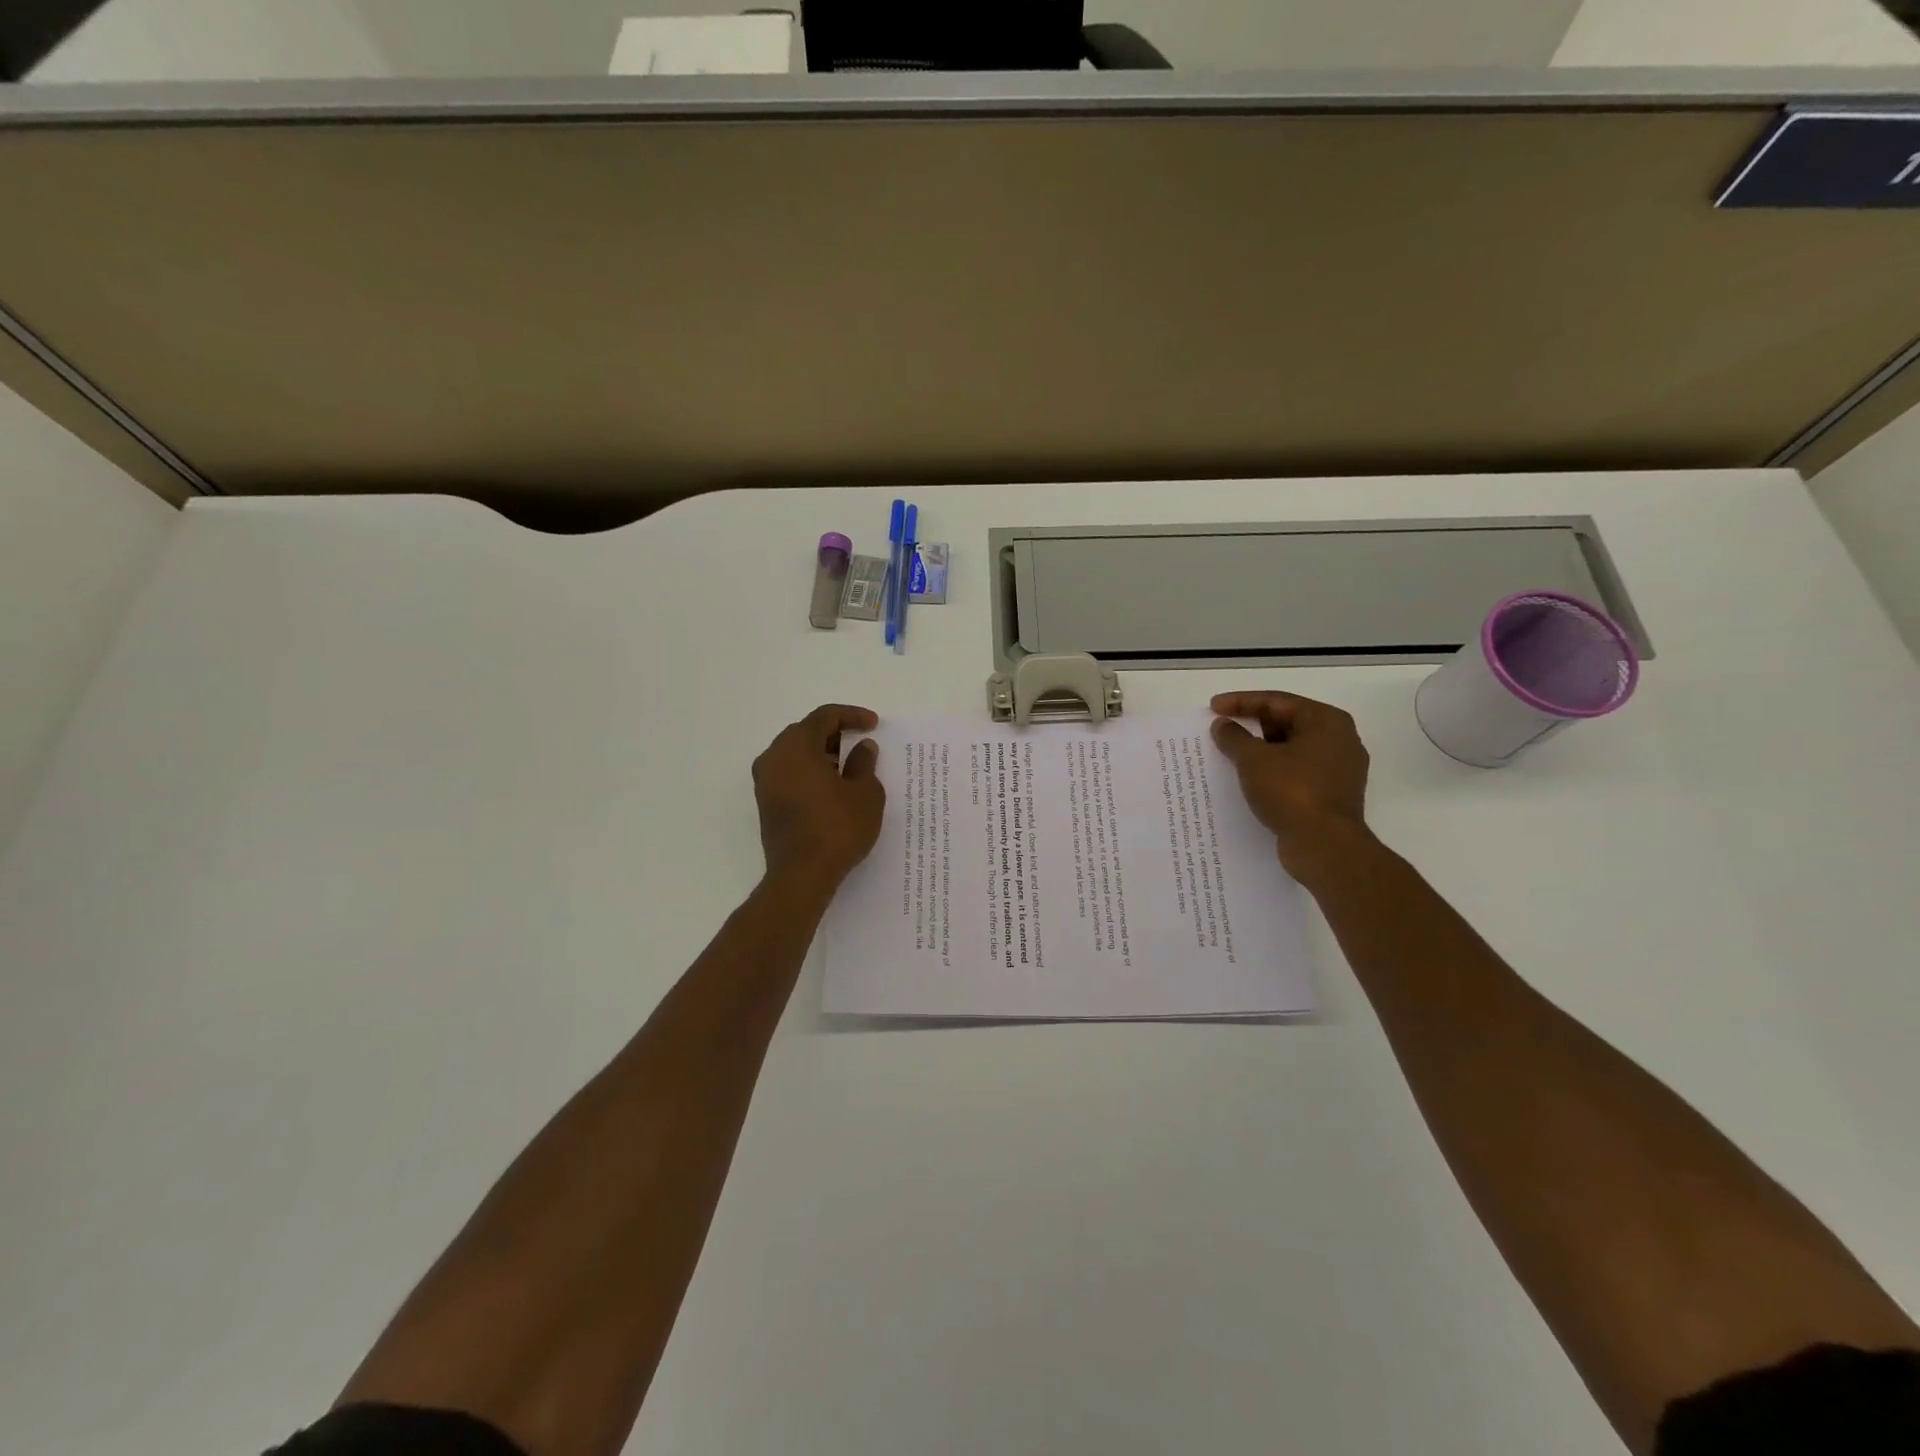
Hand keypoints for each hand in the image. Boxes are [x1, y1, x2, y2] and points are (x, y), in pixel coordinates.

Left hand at [752, 705, 885, 893]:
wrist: (801, 875)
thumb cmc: (837, 828)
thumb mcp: (864, 793)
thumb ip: (864, 763)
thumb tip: (862, 747)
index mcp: (796, 746)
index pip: (825, 717)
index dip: (852, 715)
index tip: (874, 724)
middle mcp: (774, 757)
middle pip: (805, 732)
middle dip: (834, 733)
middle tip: (859, 741)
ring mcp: (765, 781)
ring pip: (795, 753)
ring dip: (821, 753)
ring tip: (849, 766)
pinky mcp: (766, 803)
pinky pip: (789, 773)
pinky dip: (810, 771)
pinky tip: (832, 786)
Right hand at [1210, 692, 1371, 883]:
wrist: (1325, 846)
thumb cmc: (1291, 791)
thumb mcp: (1254, 760)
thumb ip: (1234, 737)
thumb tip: (1223, 725)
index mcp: (1326, 721)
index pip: (1277, 701)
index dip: (1241, 702)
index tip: (1213, 707)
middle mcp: (1340, 740)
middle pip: (1287, 722)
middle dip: (1252, 725)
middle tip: (1223, 729)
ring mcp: (1339, 769)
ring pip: (1292, 749)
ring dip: (1261, 750)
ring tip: (1232, 754)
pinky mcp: (1332, 794)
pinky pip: (1297, 771)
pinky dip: (1273, 770)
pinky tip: (1251, 779)